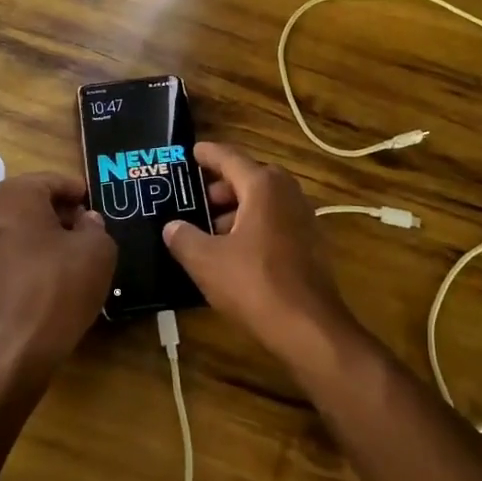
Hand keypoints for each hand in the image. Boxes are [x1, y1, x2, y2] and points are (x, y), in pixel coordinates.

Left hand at [0, 172, 116, 379]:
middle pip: (28, 205)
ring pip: (12, 233)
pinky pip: (1, 261)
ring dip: (36, 240)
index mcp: (15, 195)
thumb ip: (95, 227)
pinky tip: (41, 285)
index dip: (77, 193)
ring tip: (64, 261)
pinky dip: (20, 264)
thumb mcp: (97, 251)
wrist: (11, 349)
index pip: (52, 181)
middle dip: (56, 215)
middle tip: (83, 233)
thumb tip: (85, 221)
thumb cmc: (58, 287)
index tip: (93, 206)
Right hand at [162, 143, 357, 367]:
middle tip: (192, 199)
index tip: (190, 152)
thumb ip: (184, 238)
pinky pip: (274, 221)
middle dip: (219, 186)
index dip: (207, 154)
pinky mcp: (310, 243)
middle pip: (247, 177)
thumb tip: (172, 226)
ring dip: (235, 209)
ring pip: (262, 201)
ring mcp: (303, 218)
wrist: (309, 328)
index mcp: (263, 185)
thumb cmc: (255, 284)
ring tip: (207, 230)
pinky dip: (252, 226)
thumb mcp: (206, 261)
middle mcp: (287, 192)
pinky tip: (232, 251)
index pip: (229, 157)